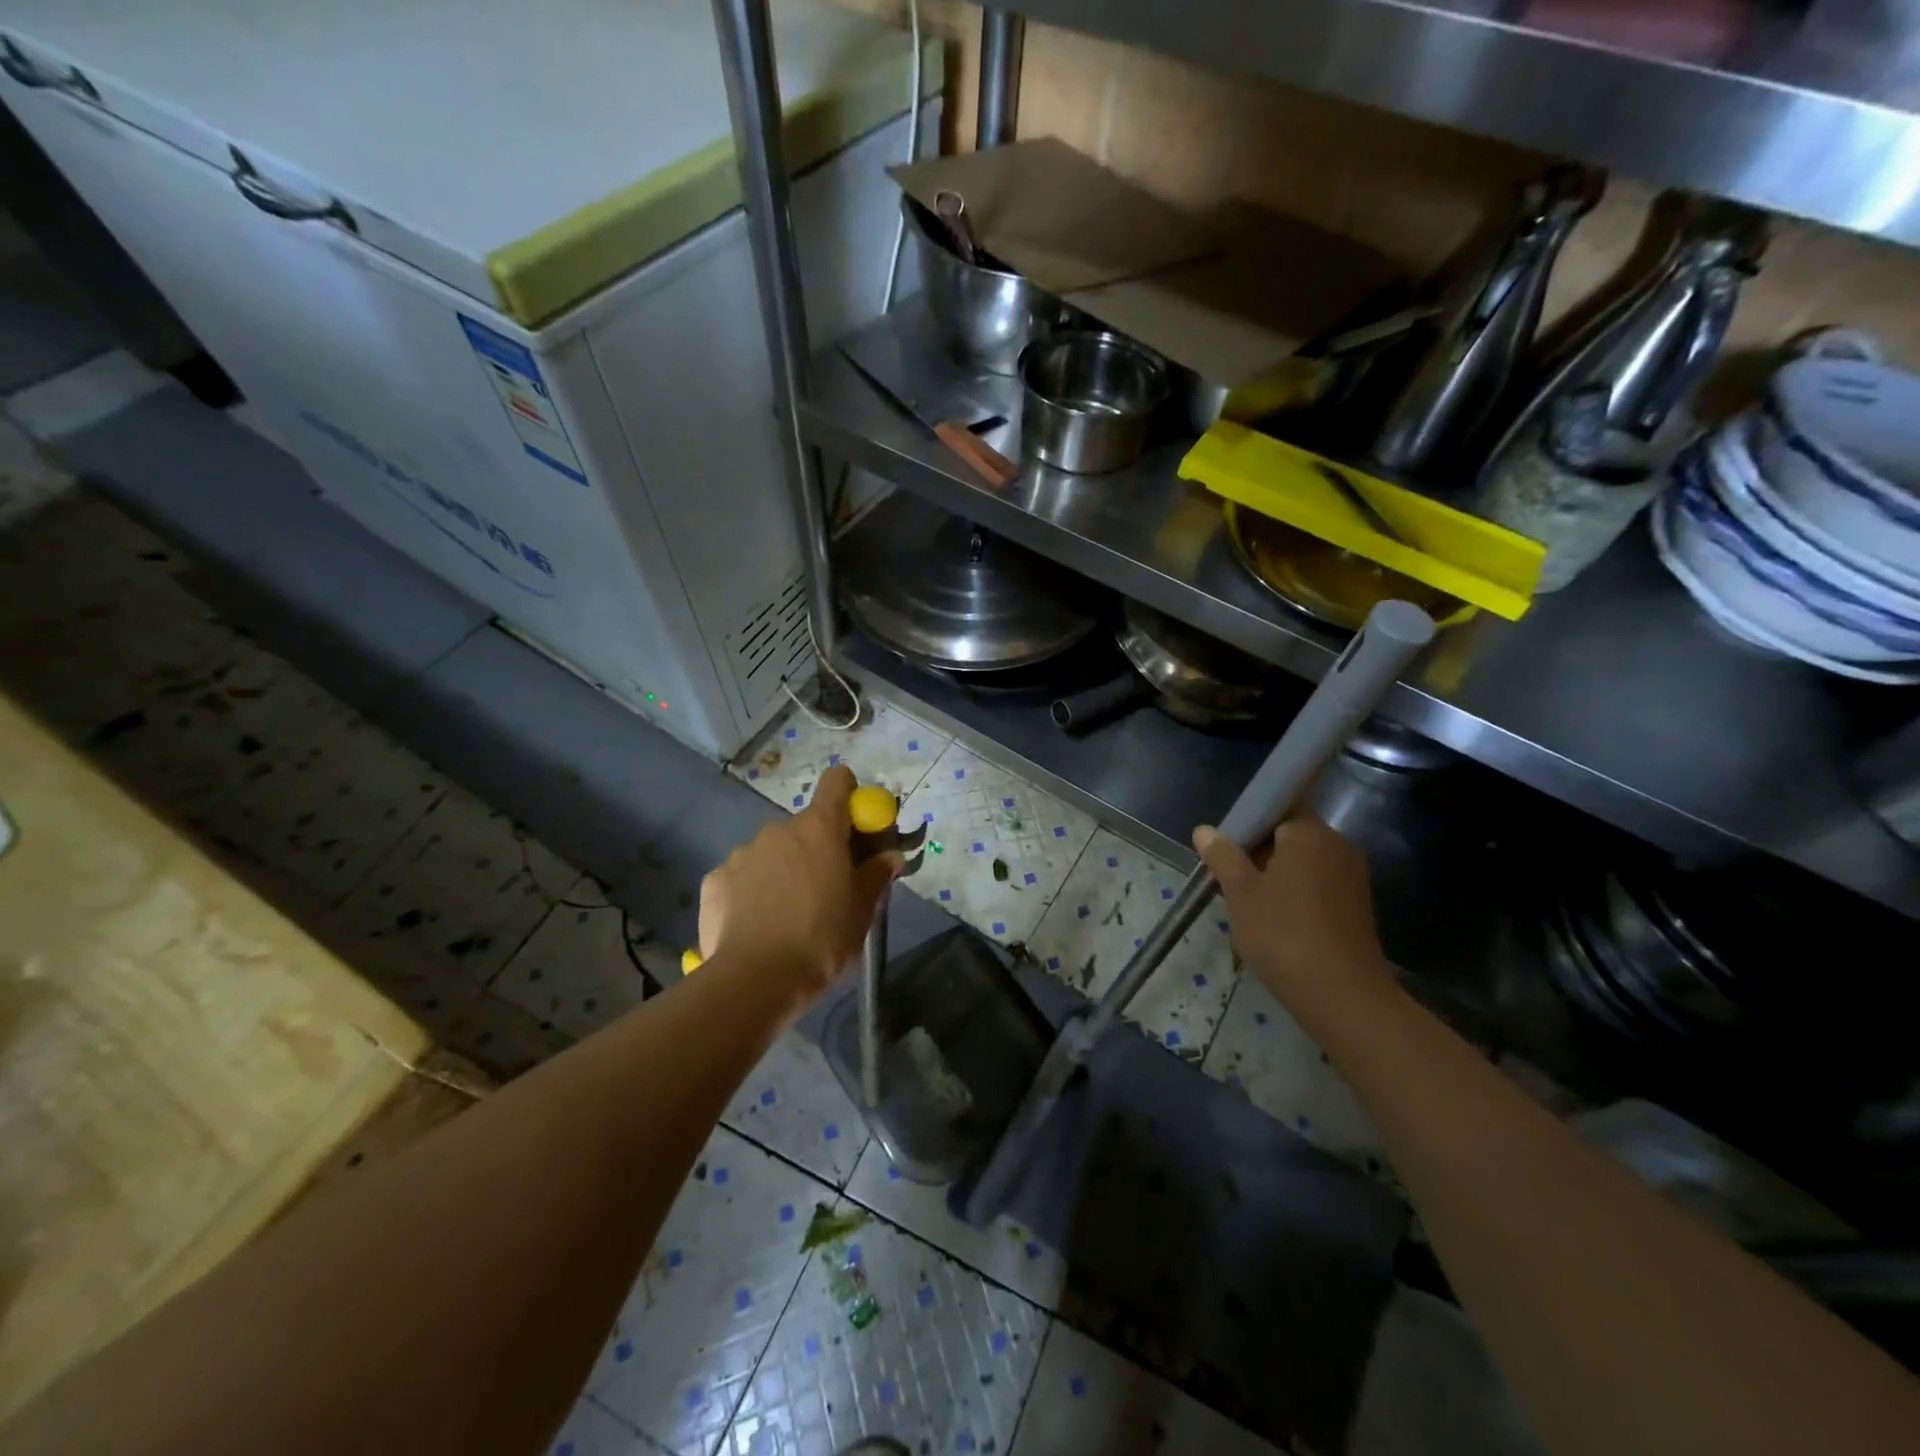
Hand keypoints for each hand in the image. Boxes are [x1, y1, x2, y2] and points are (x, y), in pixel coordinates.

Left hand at [698, 765, 901, 1001]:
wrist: (753, 981)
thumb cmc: (821, 939)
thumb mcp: (862, 910)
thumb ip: (877, 875)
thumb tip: (890, 855)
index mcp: (819, 828)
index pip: (839, 781)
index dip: (852, 798)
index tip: (860, 830)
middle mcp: (779, 829)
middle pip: (807, 825)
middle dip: (820, 848)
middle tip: (830, 888)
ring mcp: (742, 852)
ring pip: (774, 851)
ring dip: (785, 869)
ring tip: (789, 915)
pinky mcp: (715, 880)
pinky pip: (743, 875)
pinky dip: (753, 890)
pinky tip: (757, 925)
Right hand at [1193, 815, 1394, 1019]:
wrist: (1342, 996)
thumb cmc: (1284, 934)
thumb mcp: (1241, 893)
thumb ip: (1223, 856)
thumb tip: (1205, 830)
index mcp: (1310, 834)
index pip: (1277, 808)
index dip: (1248, 824)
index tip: (1226, 849)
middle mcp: (1337, 847)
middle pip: (1290, 836)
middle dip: (1258, 853)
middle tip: (1229, 880)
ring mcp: (1352, 878)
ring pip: (1303, 864)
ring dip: (1275, 877)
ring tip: (1248, 905)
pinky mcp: (1356, 907)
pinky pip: (1317, 886)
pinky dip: (1295, 895)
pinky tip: (1275, 922)